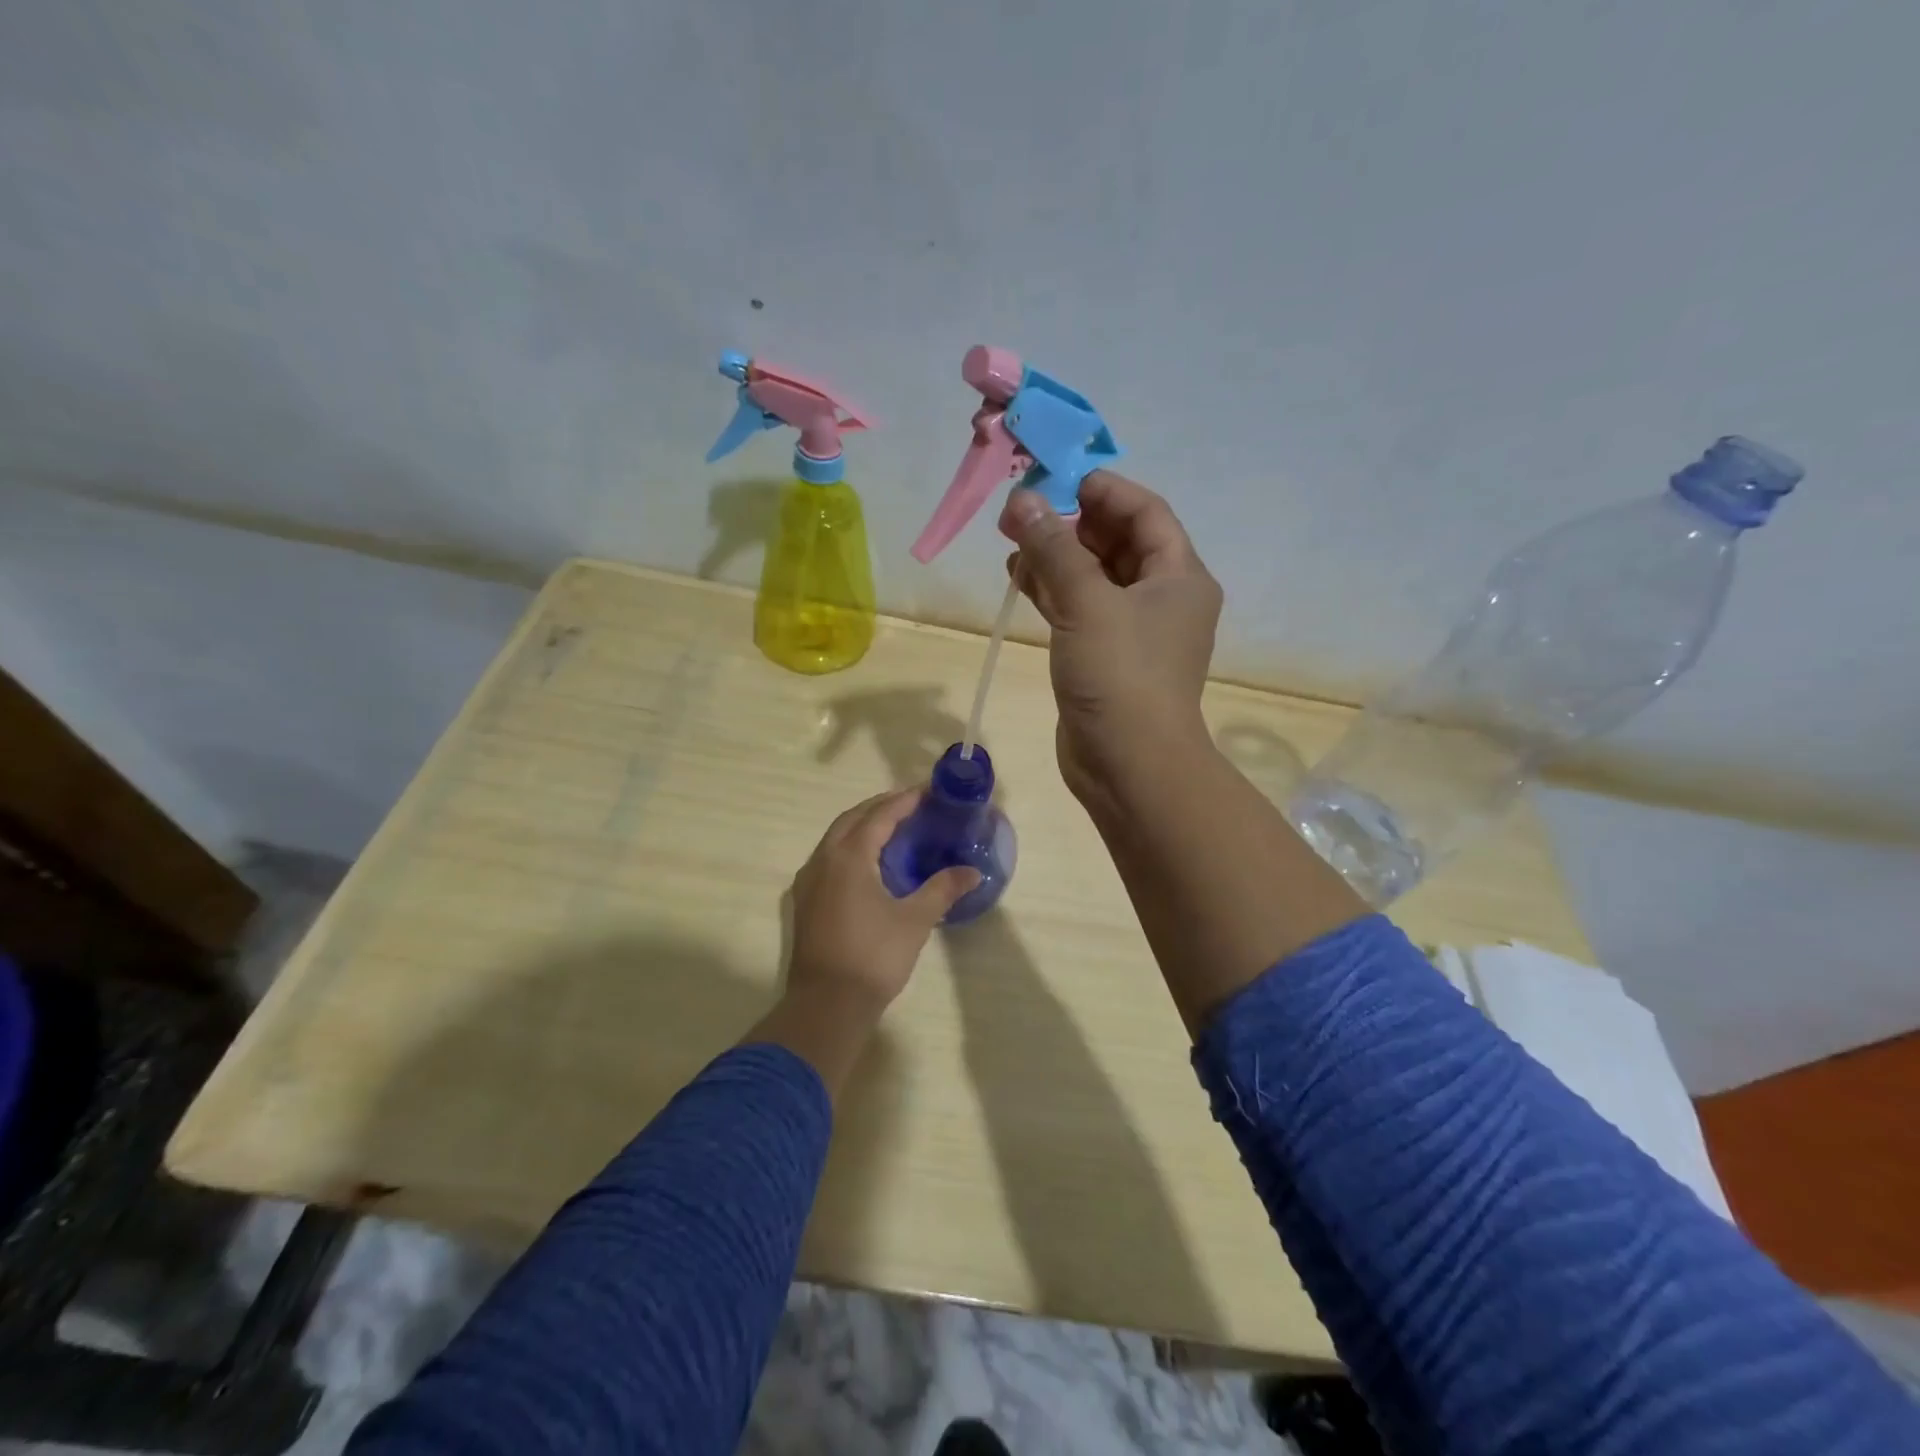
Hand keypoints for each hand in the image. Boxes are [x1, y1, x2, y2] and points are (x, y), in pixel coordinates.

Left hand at [787, 790, 979, 1016]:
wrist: (826, 1005)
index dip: (904, 801)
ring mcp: (808, 881)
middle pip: (852, 819)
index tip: (927, 792)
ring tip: (891, 829)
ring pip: (835, 838)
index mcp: (849, 857)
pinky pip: (827, 858)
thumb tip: (972, 872)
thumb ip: (943, 889)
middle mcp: (823, 860)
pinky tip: (866, 864)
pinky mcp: (804, 901)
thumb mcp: (915, 920)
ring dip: (861, 826)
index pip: (879, 815)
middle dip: (880, 807)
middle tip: (910, 806)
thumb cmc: (874, 956)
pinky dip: (849, 847)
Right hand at [999, 471, 1222, 811]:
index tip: (1057, 478)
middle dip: (1071, 522)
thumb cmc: (1120, 677)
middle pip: (1117, 542)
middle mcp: (1162, 598)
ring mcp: (1133, 631)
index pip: (1145, 512)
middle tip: (1022, 509)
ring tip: (1012, 540)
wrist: (1128, 766)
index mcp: (1178, 576)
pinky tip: (1019, 578)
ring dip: (1057, 557)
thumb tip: (1021, 500)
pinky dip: (1053, 592)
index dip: (1103, 490)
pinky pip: (1080, 609)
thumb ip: (1053, 548)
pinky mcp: (1105, 657)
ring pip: (1094, 577)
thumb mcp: (1086, 603)